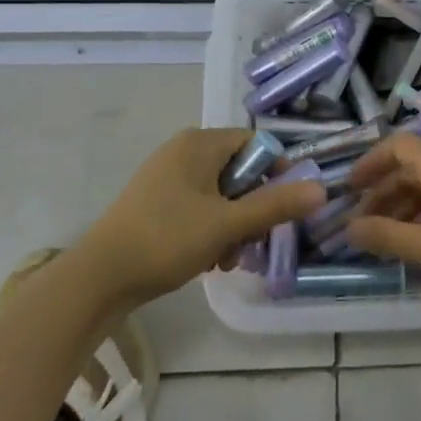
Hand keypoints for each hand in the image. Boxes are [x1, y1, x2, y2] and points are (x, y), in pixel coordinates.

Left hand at [78, 128, 325, 308]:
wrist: (99, 277)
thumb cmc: (167, 239)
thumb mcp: (227, 224)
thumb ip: (275, 206)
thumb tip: (321, 190)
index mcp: (199, 143)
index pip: (256, 144)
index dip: (276, 174)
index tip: (280, 209)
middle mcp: (183, 151)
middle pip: (239, 171)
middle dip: (252, 209)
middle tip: (252, 242)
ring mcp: (167, 176)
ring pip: (221, 194)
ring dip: (234, 225)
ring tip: (228, 259)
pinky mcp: (156, 202)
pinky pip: (199, 206)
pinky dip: (211, 229)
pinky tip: (209, 261)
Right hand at [344, 133, 420, 305]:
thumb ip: (386, 236)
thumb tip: (347, 228)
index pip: (397, 145)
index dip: (370, 162)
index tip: (349, 189)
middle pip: (409, 167)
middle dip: (381, 192)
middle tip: (360, 224)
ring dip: (400, 207)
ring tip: (383, 240)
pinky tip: (417, 246)